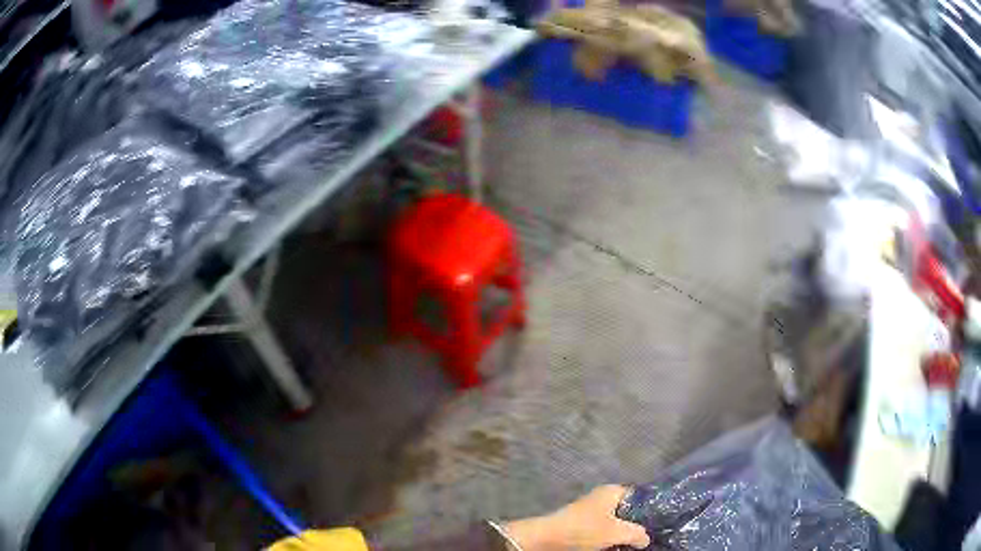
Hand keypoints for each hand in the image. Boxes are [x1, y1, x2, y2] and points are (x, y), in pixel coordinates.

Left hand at [501, 485, 649, 549]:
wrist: (548, 538)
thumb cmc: (585, 530)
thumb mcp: (617, 532)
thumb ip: (637, 533)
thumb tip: (646, 539)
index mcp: (613, 492)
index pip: (639, 495)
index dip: (650, 508)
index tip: (659, 521)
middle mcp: (603, 498)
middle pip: (628, 510)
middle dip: (637, 523)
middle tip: (649, 535)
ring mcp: (591, 511)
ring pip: (616, 522)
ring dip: (623, 533)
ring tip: (636, 544)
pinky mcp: (582, 525)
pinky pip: (604, 530)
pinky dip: (611, 538)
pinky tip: (618, 546)